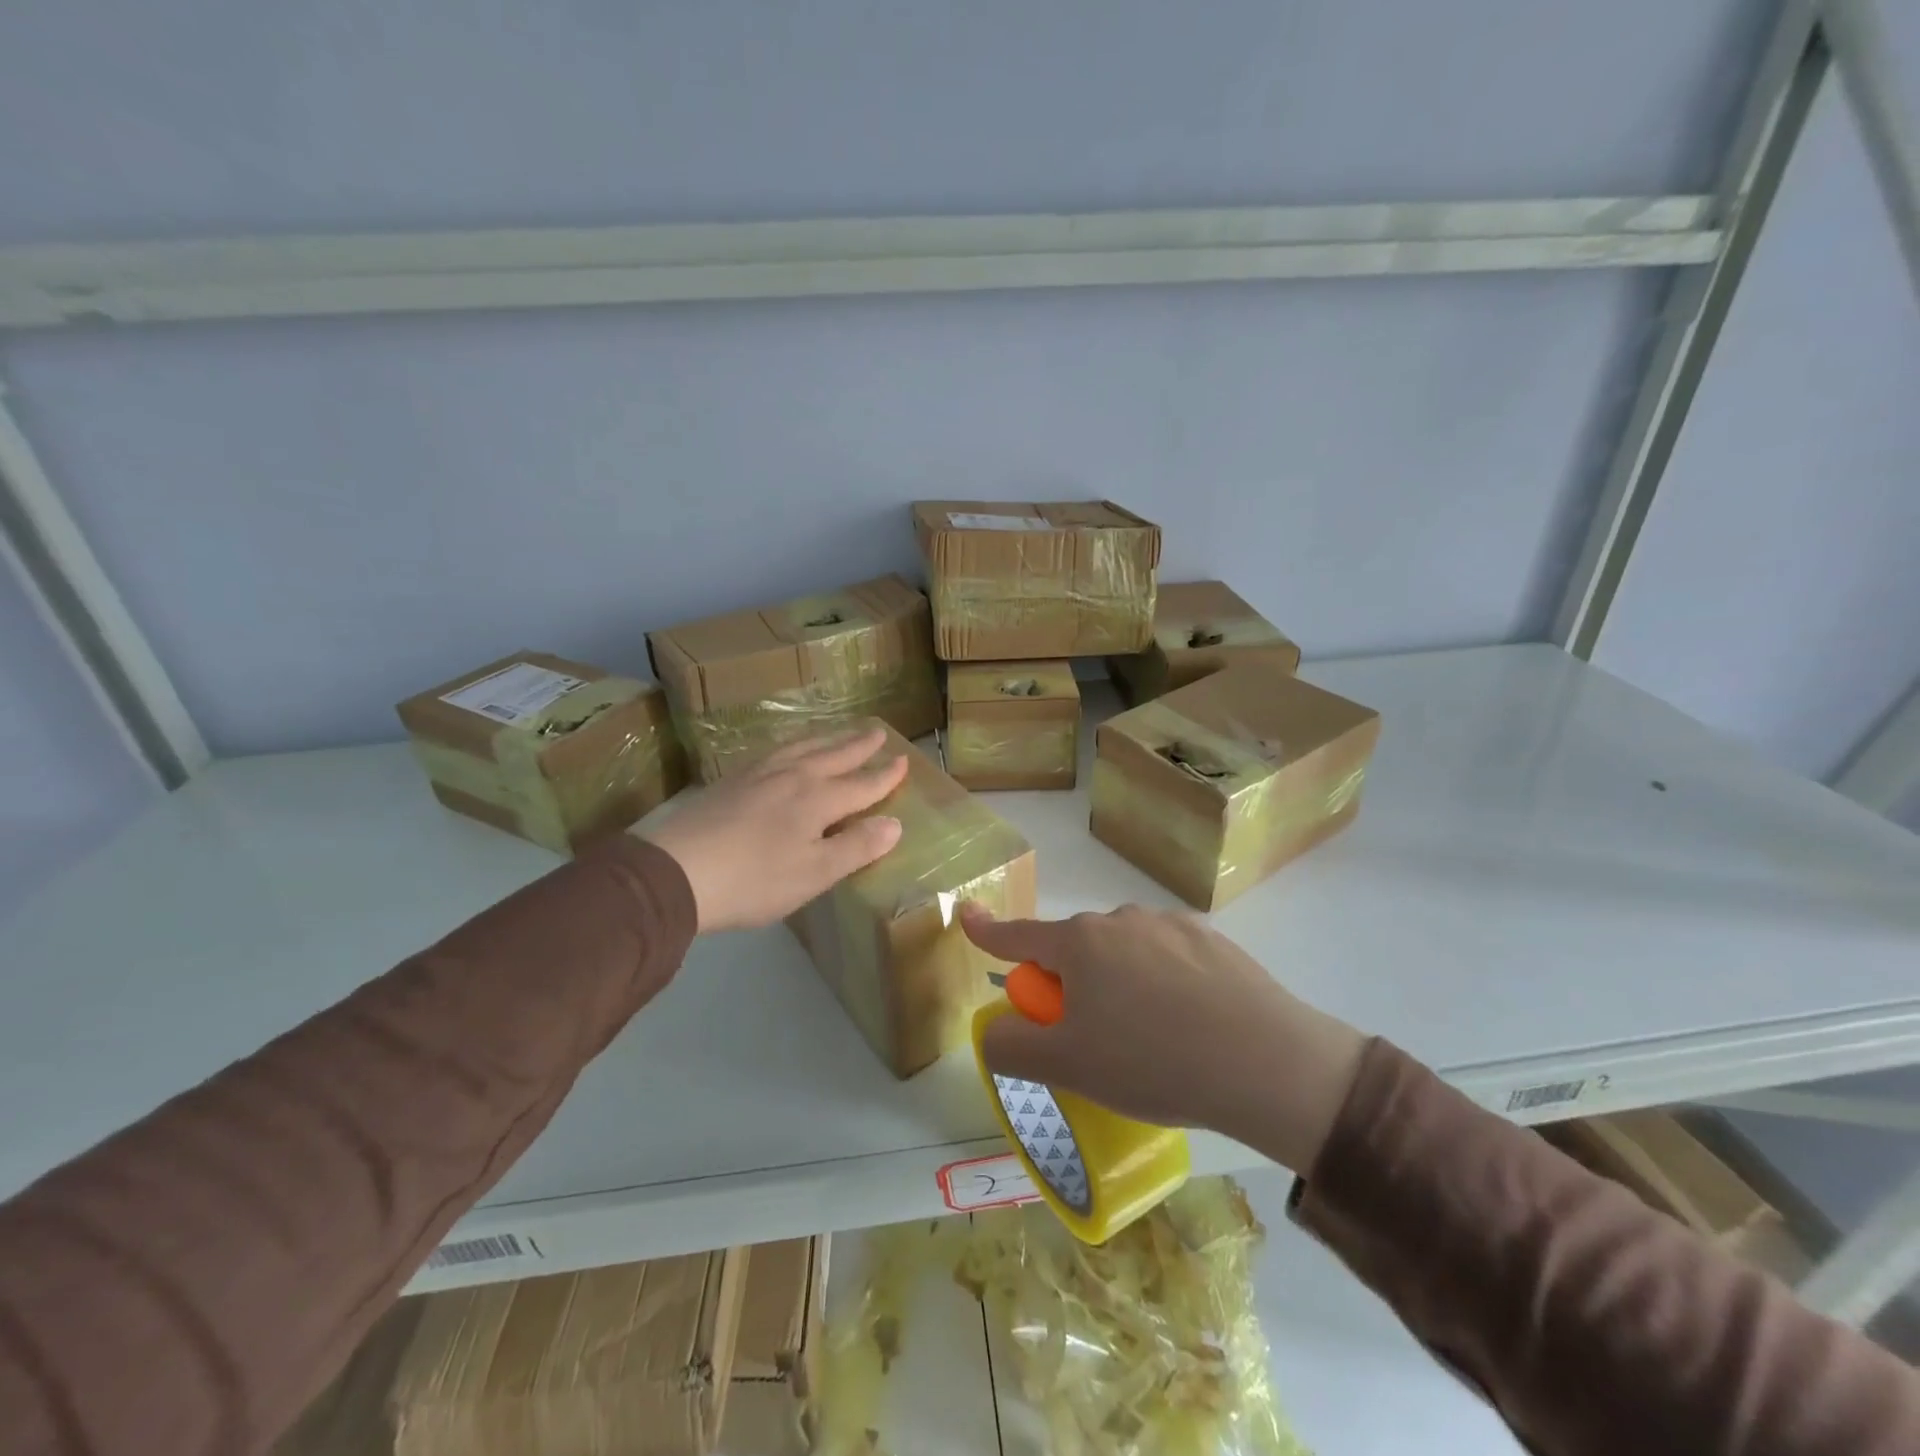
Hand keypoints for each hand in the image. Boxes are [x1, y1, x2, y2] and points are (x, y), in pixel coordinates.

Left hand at [644, 725, 908, 931]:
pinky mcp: (730, 781)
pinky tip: (786, 751)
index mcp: (818, 800)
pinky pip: (774, 751)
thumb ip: (856, 847)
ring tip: (839, 732)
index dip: (884, 777)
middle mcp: (792, 777)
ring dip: (827, 739)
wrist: (675, 871)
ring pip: (802, 748)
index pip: (861, 785)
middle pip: (833, 756)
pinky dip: (793, 745)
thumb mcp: (814, 873)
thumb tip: (895, 824)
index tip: (903, 760)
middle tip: (878, 731)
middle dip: (858, 746)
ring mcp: (758, 774)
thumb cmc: (754, 880)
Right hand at [961, 904, 1366, 1173]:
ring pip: (1123, 953)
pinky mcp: (1211, 939)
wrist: (1267, 1064)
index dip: (988, 931)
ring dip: (1118, 984)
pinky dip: (1162, 982)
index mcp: (1079, 943)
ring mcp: (1169, 924)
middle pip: (1075, 951)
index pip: (1019, 935)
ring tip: (1151, 1038)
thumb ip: (1012, 1046)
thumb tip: (995, 1029)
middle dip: (1069, 987)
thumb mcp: (1067, 1066)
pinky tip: (1190, 1023)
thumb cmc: (1153, 1062)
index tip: (968, 916)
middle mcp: (1120, 920)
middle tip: (1094, 1041)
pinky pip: (1166, 957)